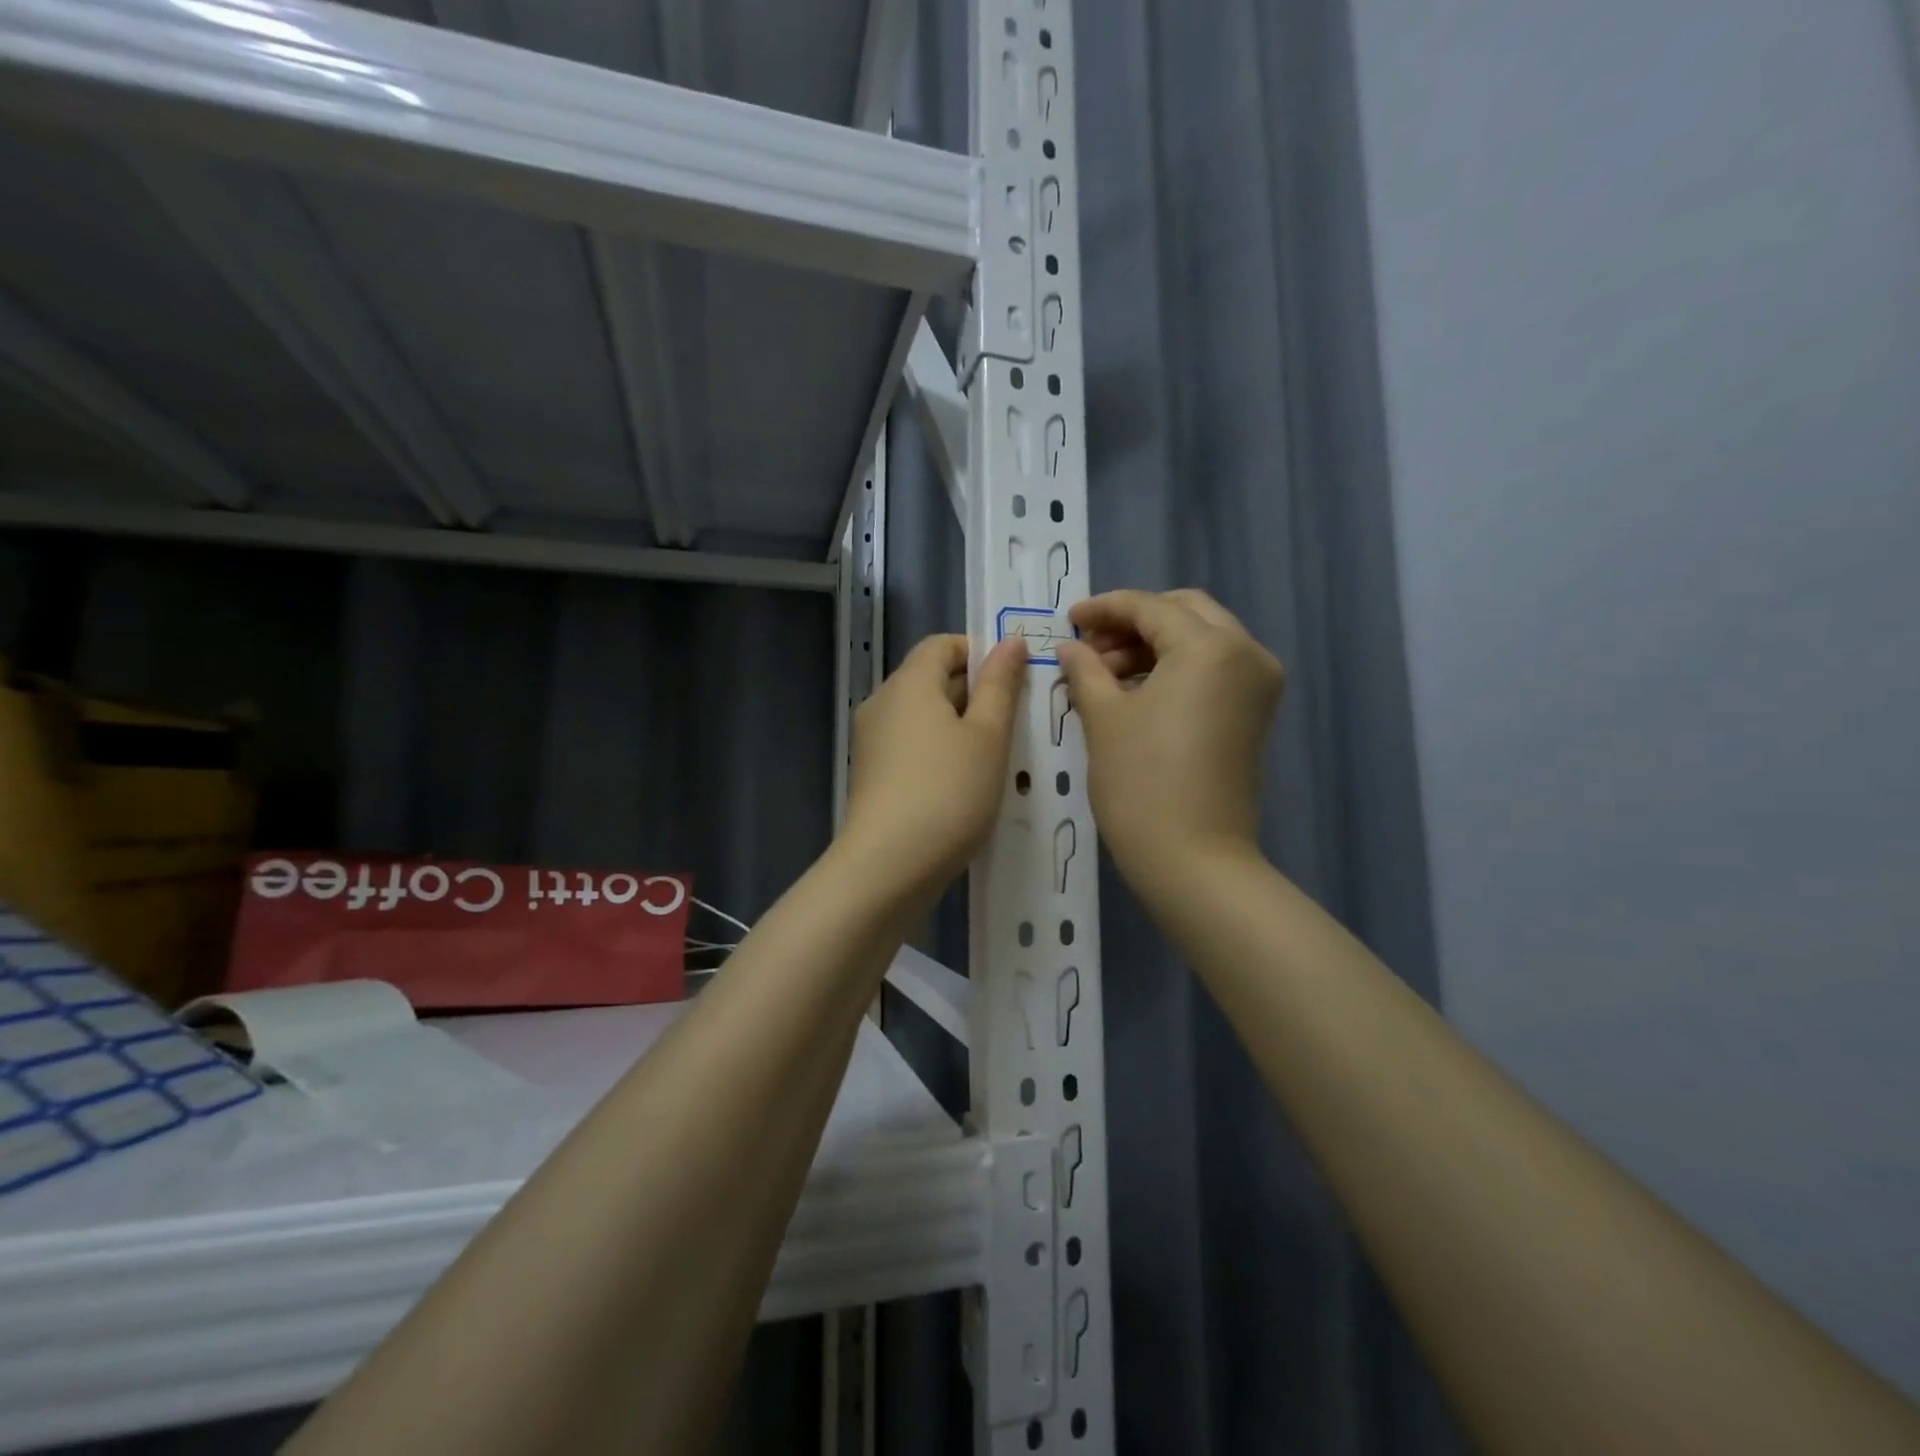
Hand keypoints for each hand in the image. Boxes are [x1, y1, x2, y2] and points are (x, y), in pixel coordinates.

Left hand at [841, 633, 1027, 901]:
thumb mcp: (988, 736)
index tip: (1013, 684)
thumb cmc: (948, 792)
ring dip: (960, 726)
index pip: (942, 644)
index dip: (980, 654)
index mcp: (909, 684)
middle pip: (931, 679)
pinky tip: (965, 783)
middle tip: (1016, 722)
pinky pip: (911, 745)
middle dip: (975, 692)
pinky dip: (939, 751)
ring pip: (923, 716)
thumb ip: (1000, 685)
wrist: (888, 866)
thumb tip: (1010, 641)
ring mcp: (871, 741)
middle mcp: (882, 703)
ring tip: (997, 756)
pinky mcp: (871, 774)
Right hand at [1057, 589, 1283, 893]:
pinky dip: (1176, 668)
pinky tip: (1136, 689)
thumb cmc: (1141, 783)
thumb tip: (1070, 647)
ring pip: (1202, 639)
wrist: (1195, 860)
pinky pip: (1214, 669)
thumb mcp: (1104, 718)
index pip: (1150, 607)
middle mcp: (1247, 652)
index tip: (1068, 619)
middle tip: (1090, 647)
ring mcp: (1258, 684)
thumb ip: (1085, 669)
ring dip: (1154, 644)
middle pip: (1185, 612)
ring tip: (1105, 673)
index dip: (1104, 608)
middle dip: (1134, 621)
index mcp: (1210, 646)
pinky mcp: (1254, 713)